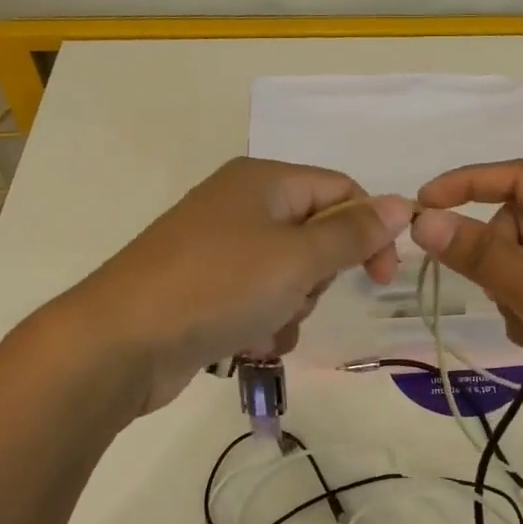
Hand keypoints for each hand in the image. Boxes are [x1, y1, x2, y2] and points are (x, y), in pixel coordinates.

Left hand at [70, 158, 411, 413]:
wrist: (118, 343)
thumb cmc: (217, 287)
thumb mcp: (297, 259)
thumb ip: (353, 233)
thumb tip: (404, 204)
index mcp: (264, 181)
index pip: (341, 191)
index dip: (369, 230)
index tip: (381, 278)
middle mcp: (241, 205)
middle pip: (315, 234)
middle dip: (319, 276)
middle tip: (298, 295)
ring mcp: (219, 247)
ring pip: (290, 274)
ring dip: (292, 306)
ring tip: (264, 325)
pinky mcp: (204, 287)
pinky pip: (258, 298)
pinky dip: (263, 322)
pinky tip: (246, 342)